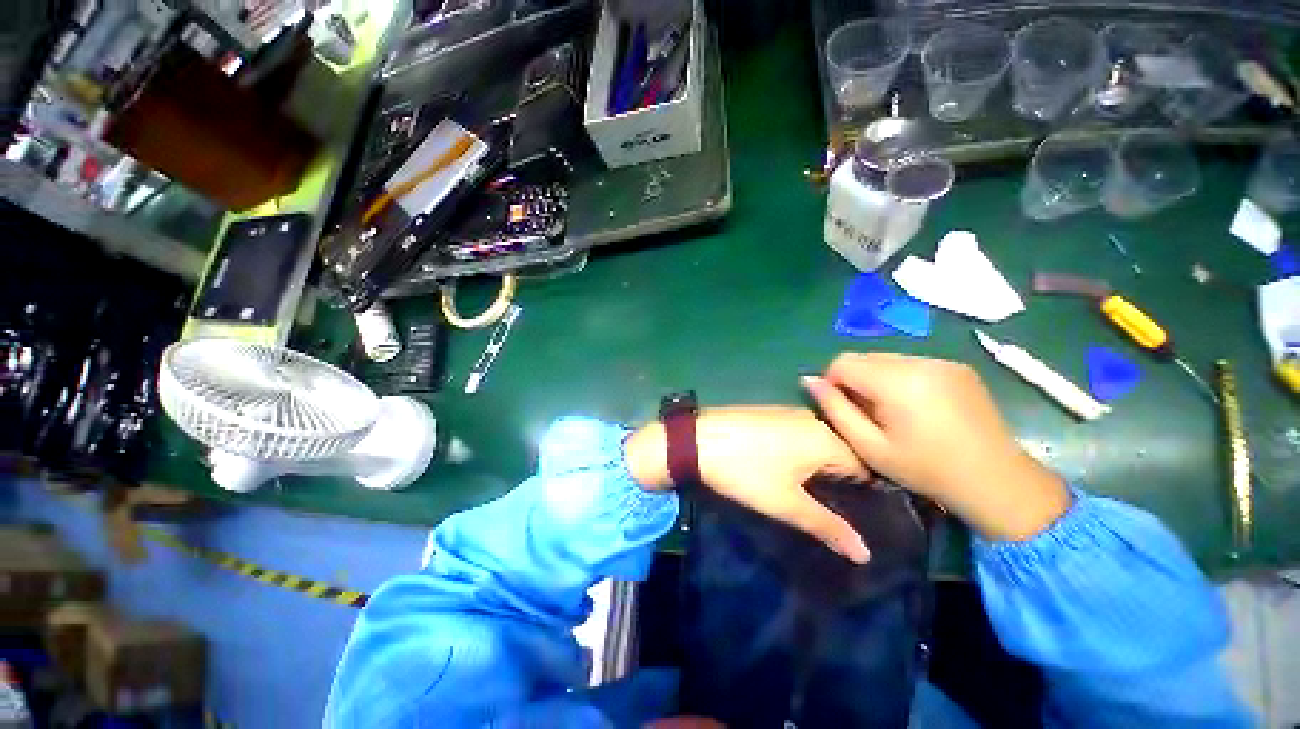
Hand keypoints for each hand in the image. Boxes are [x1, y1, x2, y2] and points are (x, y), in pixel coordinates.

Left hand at [626, 406, 872, 563]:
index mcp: (826, 439)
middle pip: (843, 453)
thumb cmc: (745, 471)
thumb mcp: (786, 503)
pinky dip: (802, 454)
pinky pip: (799, 435)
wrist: (698, 438)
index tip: (866, 518)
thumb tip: (865, 553)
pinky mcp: (770, 413)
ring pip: (819, 444)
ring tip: (816, 496)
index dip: (867, 495)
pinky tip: (791, 471)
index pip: (865, 467)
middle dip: (843, 482)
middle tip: (838, 511)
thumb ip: (827, 526)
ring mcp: (789, 413)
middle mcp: (813, 420)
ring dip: (820, 468)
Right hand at [802, 353, 1070, 541]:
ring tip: (892, 413)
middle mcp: (920, 361)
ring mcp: (942, 361)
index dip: (832, 383)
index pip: (843, 362)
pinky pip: (912, 364)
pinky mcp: (957, 367)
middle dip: (855, 381)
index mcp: (897, 380)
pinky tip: (915, 407)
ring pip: (887, 360)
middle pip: (865, 358)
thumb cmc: (926, 470)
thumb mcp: (869, 447)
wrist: (998, 482)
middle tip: (868, 415)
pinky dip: (901, 379)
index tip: (843, 410)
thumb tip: (809, 380)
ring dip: (877, 380)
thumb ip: (835, 409)